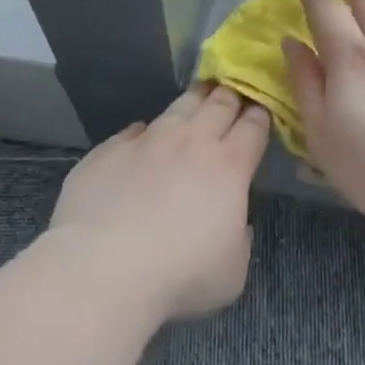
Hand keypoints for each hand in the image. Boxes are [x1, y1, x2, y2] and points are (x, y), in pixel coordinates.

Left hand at [48, 83, 270, 321]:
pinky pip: (133, 132)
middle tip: (235, 89)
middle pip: (219, 105)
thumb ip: (239, 238)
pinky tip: (143, 137)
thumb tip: (232, 222)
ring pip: (177, 108)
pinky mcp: (107, 151)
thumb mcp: (232, 271)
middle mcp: (190, 142)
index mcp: (229, 167)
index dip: (260, 115)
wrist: (102, 270)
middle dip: (231, 95)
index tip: (262, 109)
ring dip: (193, 100)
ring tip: (200, 93)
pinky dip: (145, 132)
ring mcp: (146, 142)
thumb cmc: (179, 276)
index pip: (253, 126)